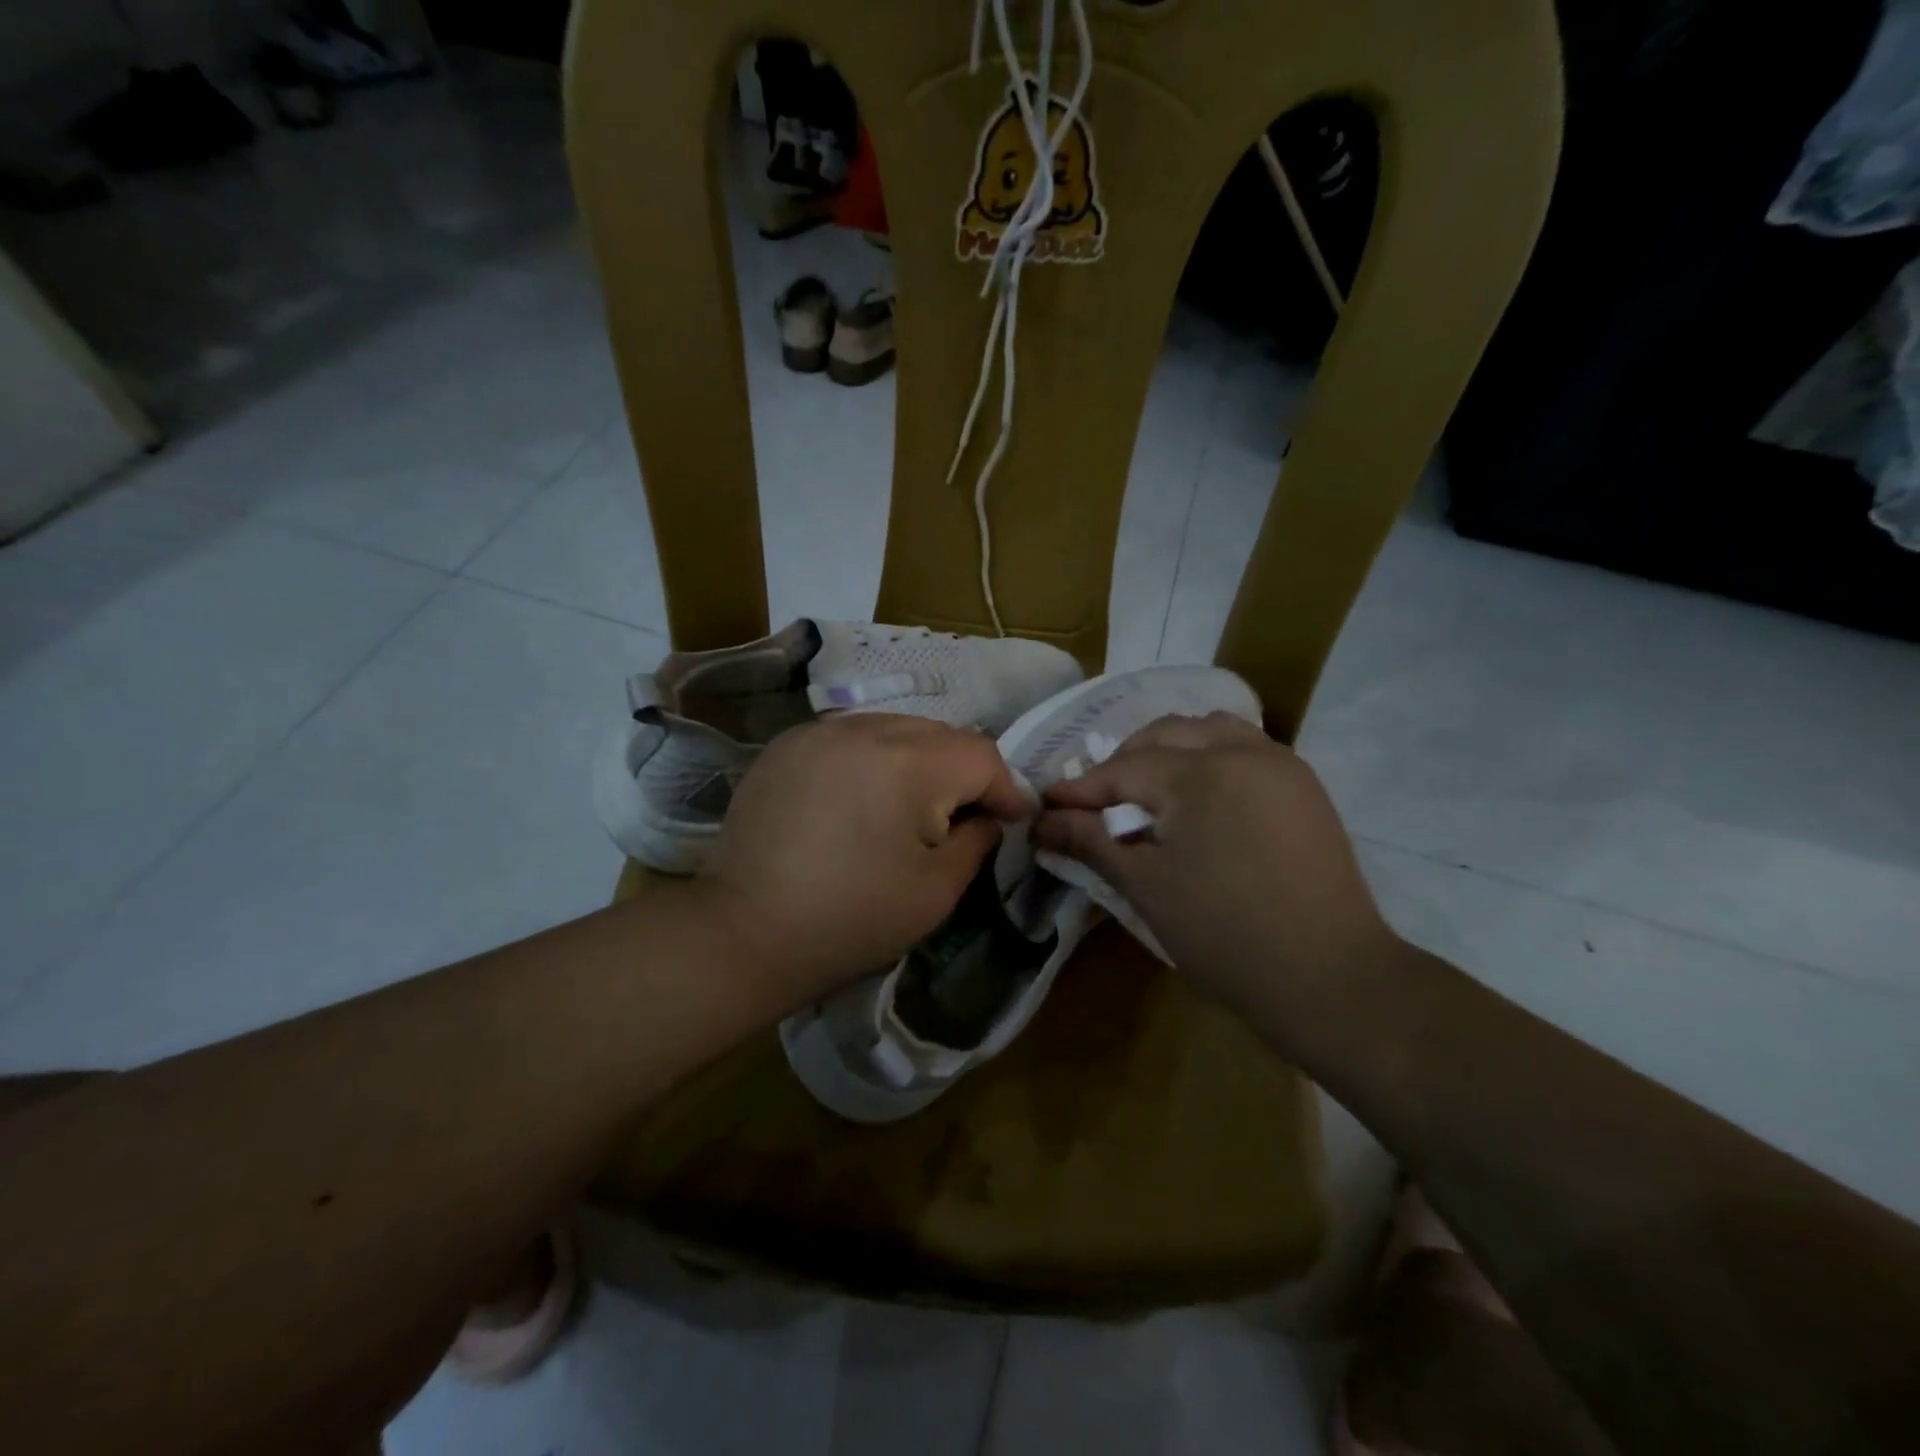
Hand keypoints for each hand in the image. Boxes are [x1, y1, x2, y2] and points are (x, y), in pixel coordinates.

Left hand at [698, 714, 1033, 1008]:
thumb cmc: (850, 920)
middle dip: (962, 772)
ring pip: (895, 728)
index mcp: (909, 763)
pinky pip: (852, 736)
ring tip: (911, 806)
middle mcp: (866, 728)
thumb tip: (987, 815)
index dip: (1005, 788)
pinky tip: (863, 797)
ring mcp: (820, 731)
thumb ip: (977, 840)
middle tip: (962, 817)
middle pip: (940, 734)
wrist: (742, 932)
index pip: (981, 755)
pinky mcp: (787, 744)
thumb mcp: (936, 891)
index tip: (1012, 820)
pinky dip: (872, 759)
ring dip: (918, 760)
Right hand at [1032, 713, 1399, 1037]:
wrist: (1330, 978)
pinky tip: (1199, 797)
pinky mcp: (1304, 787)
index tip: (1047, 804)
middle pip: (1164, 735)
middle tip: (1095, 802)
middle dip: (1123, 763)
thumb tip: (1043, 821)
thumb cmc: (1225, 934)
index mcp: (1199, 773)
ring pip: (1209, 730)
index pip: (1123, 769)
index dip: (1081, 789)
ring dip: (1170, 750)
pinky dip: (1210, 757)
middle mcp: (1242, 751)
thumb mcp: (1146, 887)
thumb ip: (1091, 842)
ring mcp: (1280, 764)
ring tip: (1149, 791)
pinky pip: (1245, 748)